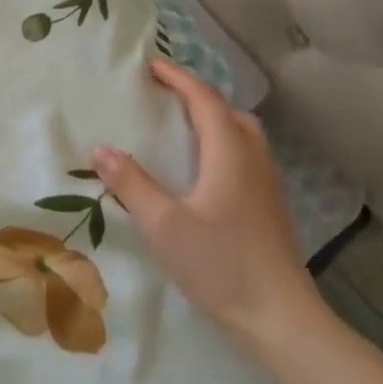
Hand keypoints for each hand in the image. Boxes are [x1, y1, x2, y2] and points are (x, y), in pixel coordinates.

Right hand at [93, 57, 332, 357]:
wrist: (282, 319)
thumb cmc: (221, 266)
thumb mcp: (165, 225)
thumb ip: (132, 184)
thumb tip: (100, 148)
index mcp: (229, 152)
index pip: (204, 98)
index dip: (177, 77)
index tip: (150, 65)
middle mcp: (253, 158)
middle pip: (228, 109)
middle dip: (196, 94)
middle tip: (163, 93)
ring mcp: (267, 182)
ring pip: (241, 132)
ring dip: (212, 117)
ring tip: (181, 125)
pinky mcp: (270, 205)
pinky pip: (245, 153)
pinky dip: (222, 141)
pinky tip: (203, 169)